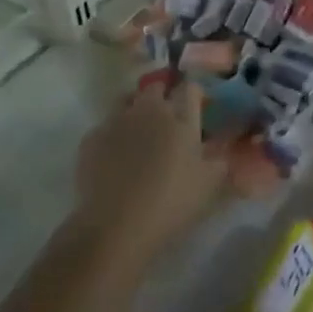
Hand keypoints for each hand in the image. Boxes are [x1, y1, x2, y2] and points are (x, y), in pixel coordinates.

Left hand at [74, 78, 227, 257]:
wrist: (116, 224)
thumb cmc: (171, 202)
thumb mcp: (209, 185)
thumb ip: (219, 161)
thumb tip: (220, 150)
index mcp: (181, 119)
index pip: (190, 88)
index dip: (194, 94)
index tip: (198, 106)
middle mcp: (149, 111)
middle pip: (156, 87)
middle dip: (164, 95)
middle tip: (168, 117)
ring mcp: (117, 121)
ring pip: (127, 100)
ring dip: (135, 108)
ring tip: (138, 131)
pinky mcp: (92, 137)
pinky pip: (105, 126)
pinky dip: (113, 134)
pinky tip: (114, 155)